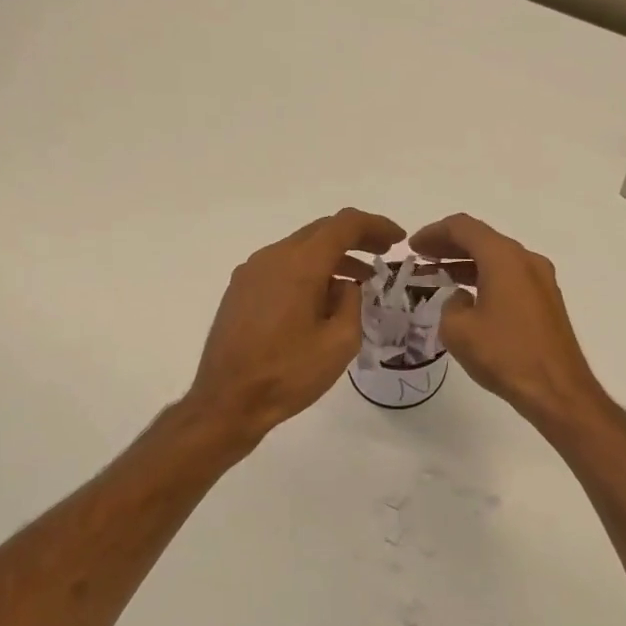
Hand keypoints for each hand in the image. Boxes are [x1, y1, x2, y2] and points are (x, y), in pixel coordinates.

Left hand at [187, 207, 404, 444]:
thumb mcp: (340, 343)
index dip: (376, 225)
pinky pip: (282, 268)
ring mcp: (250, 273)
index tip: (398, 239)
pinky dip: (309, 273)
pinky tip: (322, 301)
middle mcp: (272, 257)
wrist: (228, 401)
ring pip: (299, 250)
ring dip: (332, 259)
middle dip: (356, 239)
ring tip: (358, 284)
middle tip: (383, 254)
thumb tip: (346, 287)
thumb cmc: (288, 374)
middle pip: (320, 232)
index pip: (344, 225)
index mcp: (299, 264)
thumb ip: (352, 303)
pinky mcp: (240, 291)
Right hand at [409, 214, 612, 432]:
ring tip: (438, 278)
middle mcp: (527, 260)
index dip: (434, 233)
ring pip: (497, 260)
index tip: (413, 248)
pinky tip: (468, 297)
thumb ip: (450, 304)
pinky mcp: (547, 302)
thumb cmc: (504, 355)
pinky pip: (510, 278)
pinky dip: (485, 279)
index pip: (463, 228)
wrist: (556, 389)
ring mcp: (542, 281)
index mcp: (504, 258)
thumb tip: (462, 300)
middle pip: (483, 240)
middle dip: (449, 246)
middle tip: (422, 258)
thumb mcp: (458, 330)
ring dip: (466, 264)